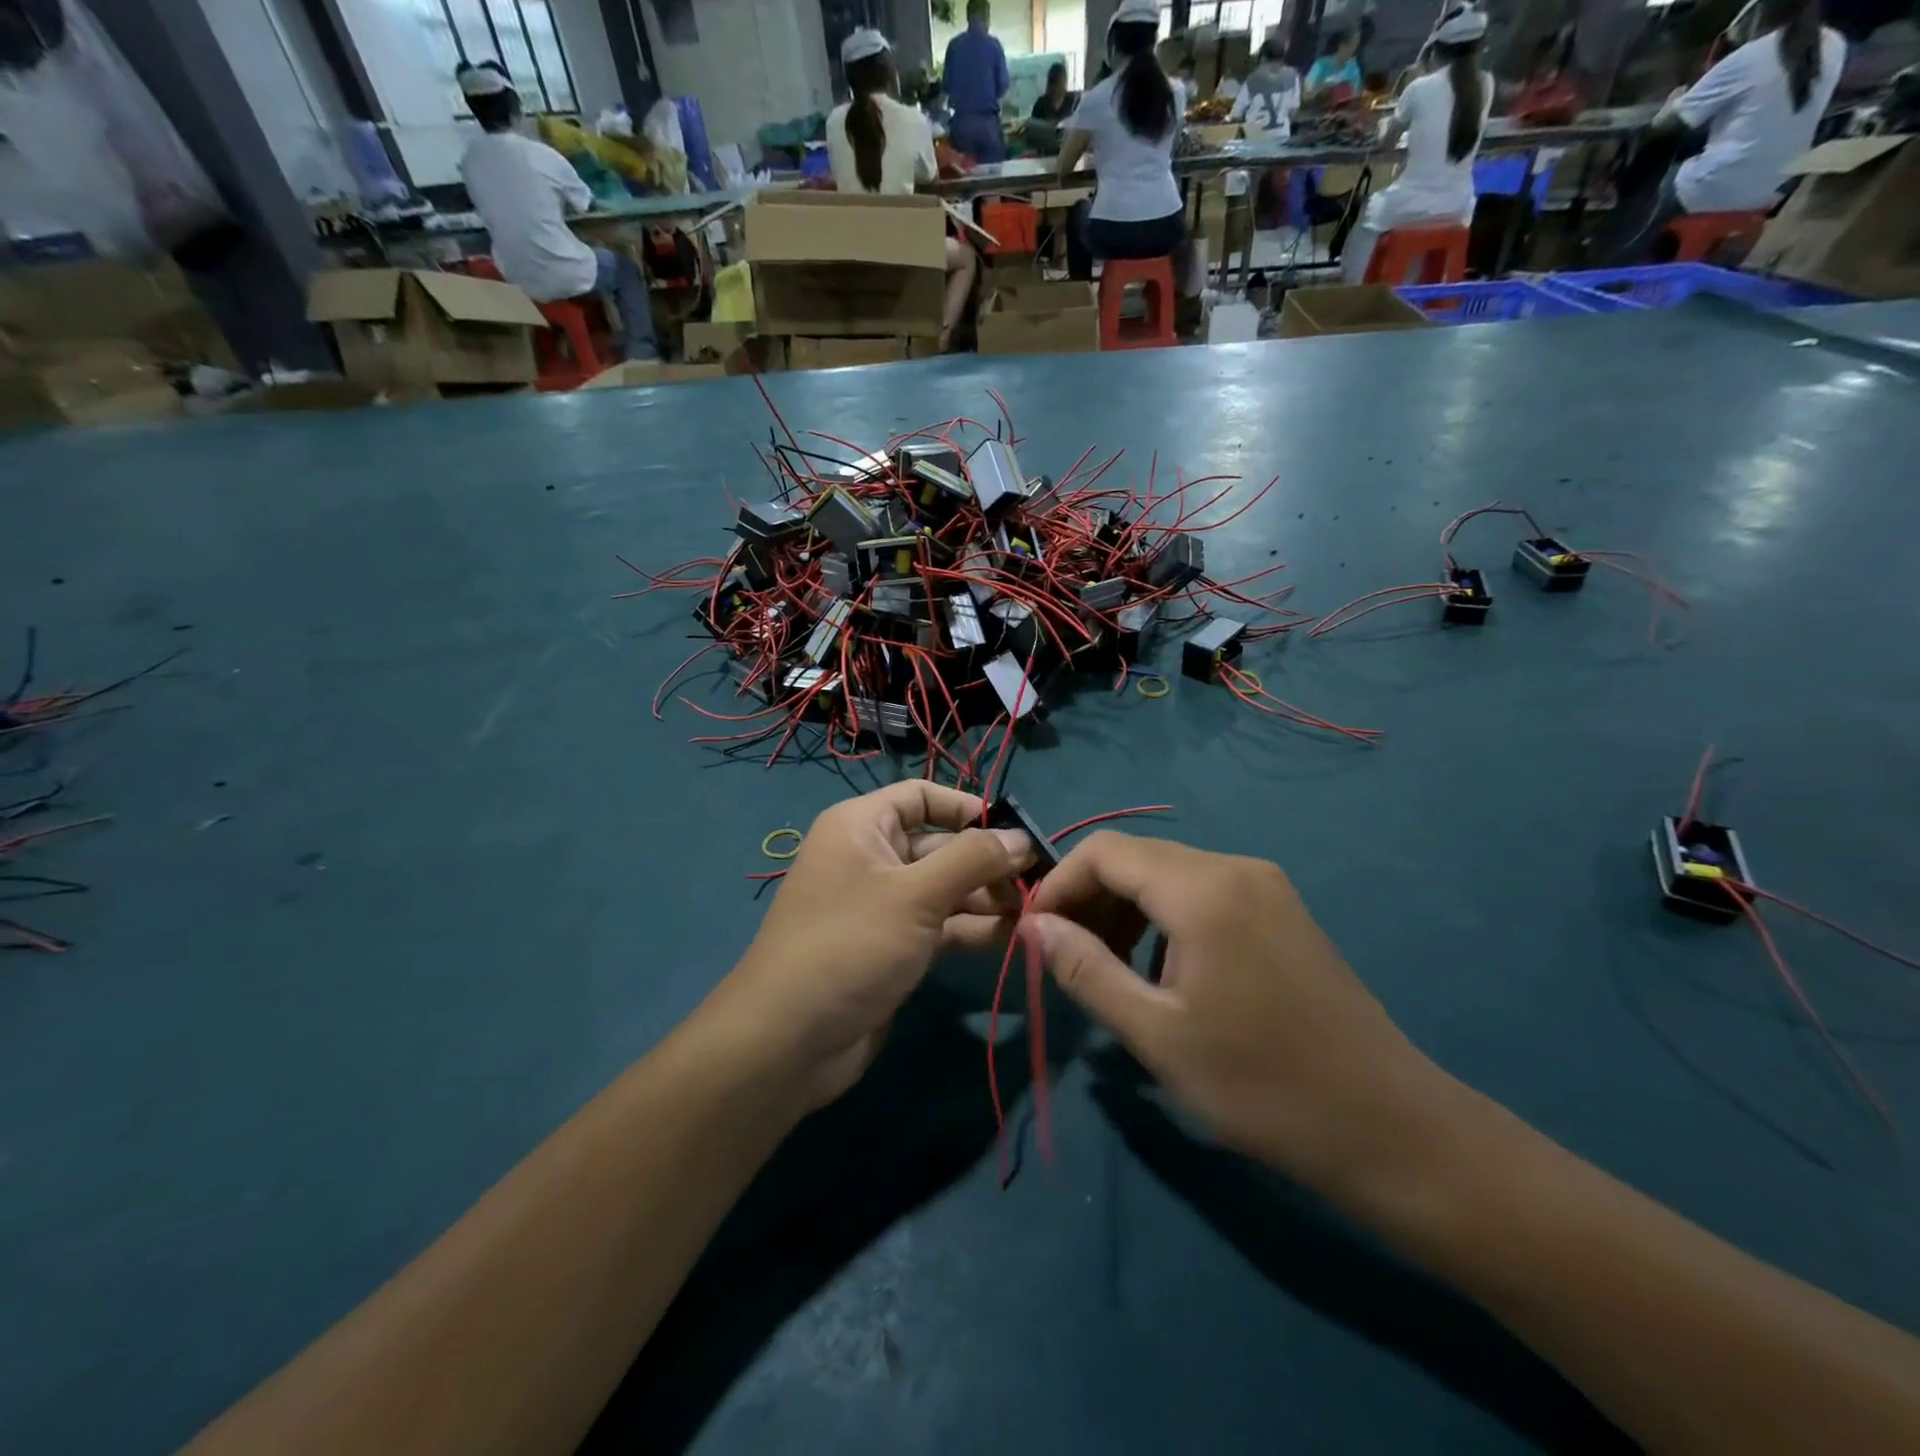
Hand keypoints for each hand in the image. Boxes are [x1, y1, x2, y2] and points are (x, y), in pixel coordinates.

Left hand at [714, 783, 1032, 1108]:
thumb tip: (1021, 837)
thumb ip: (973, 859)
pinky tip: (1014, 937)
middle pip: (940, 845)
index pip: (921, 796)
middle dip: (987, 861)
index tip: (1015, 831)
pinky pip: (940, 925)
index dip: (968, 808)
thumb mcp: (916, 894)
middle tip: (1038, 881)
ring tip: (1034, 912)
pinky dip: (972, 928)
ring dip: (987, 898)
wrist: (790, 1041)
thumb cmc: (851, 945)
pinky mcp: (893, 947)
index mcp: (862, 826)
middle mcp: (871, 858)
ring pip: (945, 888)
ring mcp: (882, 906)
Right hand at [1023, 833, 1452, 1195]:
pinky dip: (1165, 915)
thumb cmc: (1262, 1087)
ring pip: (1168, 872)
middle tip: (1068, 957)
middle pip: (1136, 857)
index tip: (1036, 934)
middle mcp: (1235, 868)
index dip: (1060, 883)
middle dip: (1091, 897)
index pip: (1105, 851)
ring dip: (1126, 908)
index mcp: (1203, 891)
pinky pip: (1202, 890)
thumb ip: (1085, 970)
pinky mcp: (1281, 908)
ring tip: (1110, 968)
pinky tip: (1163, 969)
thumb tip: (1033, 925)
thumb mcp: (1156, 1035)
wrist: (1390, 1126)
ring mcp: (1265, 885)